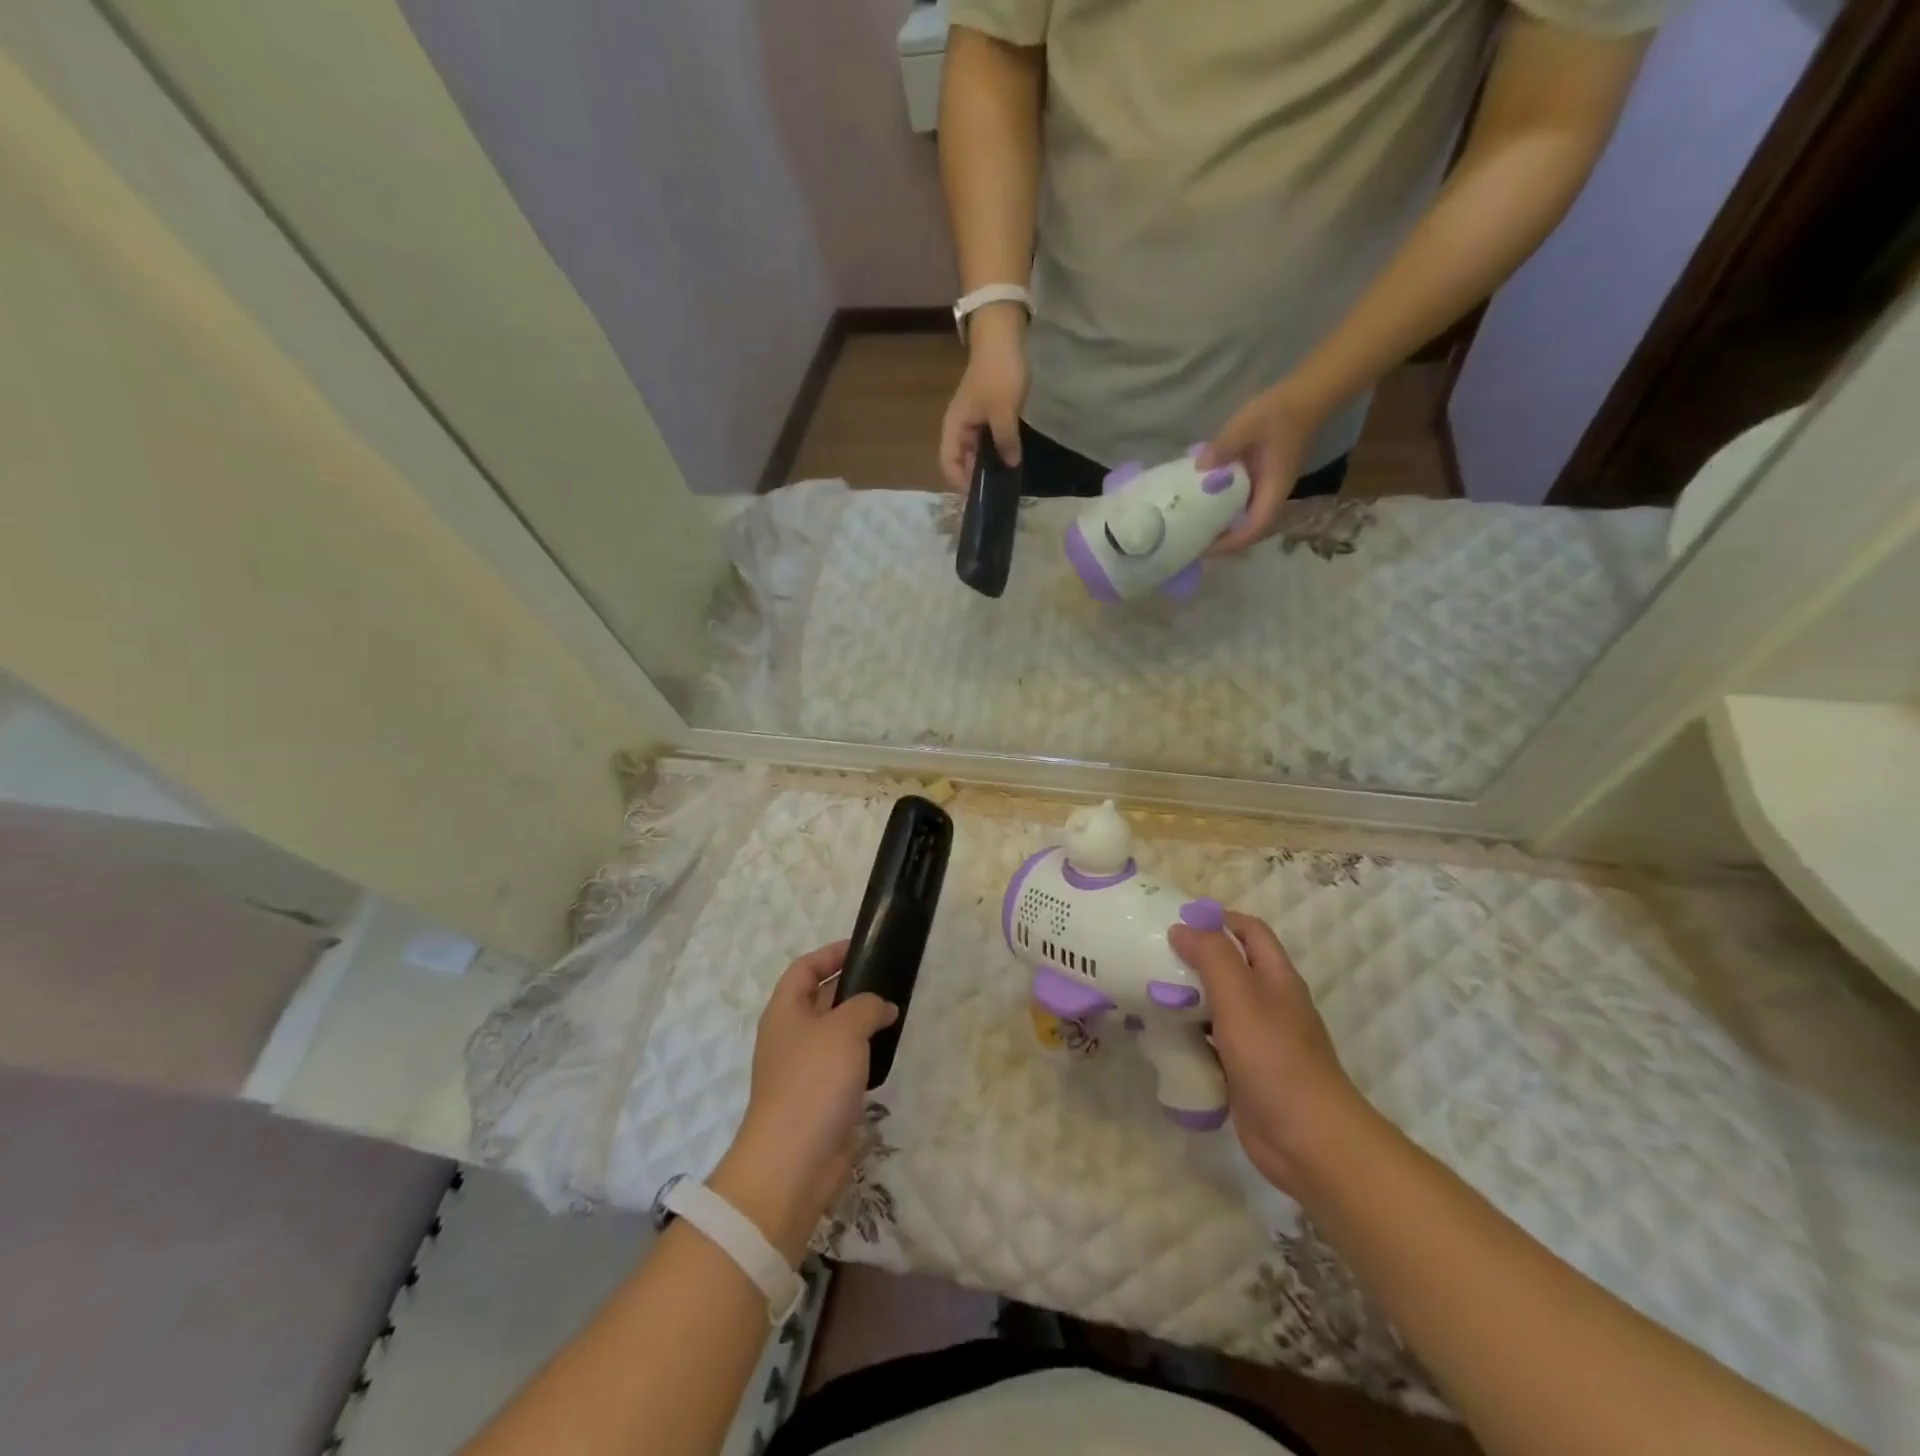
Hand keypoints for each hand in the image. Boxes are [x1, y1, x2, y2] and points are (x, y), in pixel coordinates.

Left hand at [711, 942, 896, 1263]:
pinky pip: (843, 1065)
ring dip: (860, 1023)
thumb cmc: (813, 1081)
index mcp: (785, 1011)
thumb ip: (867, 1006)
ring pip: (834, 1034)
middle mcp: (790, 1036)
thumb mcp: (845, 1028)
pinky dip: (863, 1055)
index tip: (863, 948)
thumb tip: (882, 1006)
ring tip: (894, 1013)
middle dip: (851, 987)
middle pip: (819, 999)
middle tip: (889, 979)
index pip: (804, 969)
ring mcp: (803, 1070)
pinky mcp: (820, 1099)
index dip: (831, 954)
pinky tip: (886, 1053)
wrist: (794, 1161)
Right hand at [939, 305, 1028, 491]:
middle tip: (996, 491)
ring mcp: (972, 421)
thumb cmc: (998, 375)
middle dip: (976, 478)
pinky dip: (995, 451)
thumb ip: (1006, 442)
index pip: (948, 465)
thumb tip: (1010, 465)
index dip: (961, 483)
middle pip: (961, 462)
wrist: (1003, 338)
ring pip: (975, 452)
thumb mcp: (1004, 413)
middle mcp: (959, 428)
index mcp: (954, 428)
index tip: (980, 496)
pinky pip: (987, 440)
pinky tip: (1010, 459)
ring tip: (1004, 479)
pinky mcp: (986, 415)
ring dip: (987, 465)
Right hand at [1168, 912, 1366, 1196]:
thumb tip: (1182, 927)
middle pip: (1230, 966)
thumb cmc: (1274, 1057)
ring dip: (1187, 997)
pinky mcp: (1244, 1072)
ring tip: (1147, 991)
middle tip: (1152, 956)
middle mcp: (1269, 1002)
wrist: (1308, 1140)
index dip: (1217, 918)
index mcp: (1276, 977)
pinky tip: (1161, 1037)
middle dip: (1194, 958)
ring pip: (1217, 1005)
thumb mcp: (1240, 996)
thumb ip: (1212, 956)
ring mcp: (1258, 1039)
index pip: (1249, 930)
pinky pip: (1211, 1043)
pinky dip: (1189, 1035)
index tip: (1176, 921)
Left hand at [1200, 383, 1328, 553]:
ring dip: (1223, 528)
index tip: (1204, 549)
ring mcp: (1268, 488)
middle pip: (1249, 531)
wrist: (1305, 395)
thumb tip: (1200, 466)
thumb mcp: (1247, 425)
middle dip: (1223, 542)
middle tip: (1193, 544)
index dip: (1230, 543)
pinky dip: (1224, 510)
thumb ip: (1224, 446)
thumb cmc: (1279, 412)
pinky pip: (1241, 503)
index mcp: (1273, 490)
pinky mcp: (1261, 479)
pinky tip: (1202, 505)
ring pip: (1245, 519)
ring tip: (1194, 530)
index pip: (1253, 529)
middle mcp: (1272, 495)